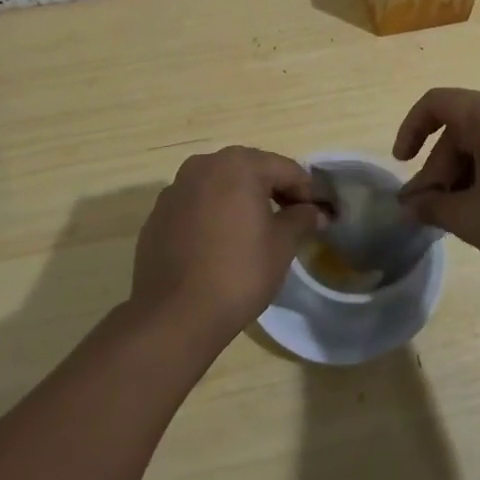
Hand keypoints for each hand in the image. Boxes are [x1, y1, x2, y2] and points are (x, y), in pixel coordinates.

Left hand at [129, 147, 320, 347]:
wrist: (174, 315)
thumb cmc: (238, 273)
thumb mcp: (281, 246)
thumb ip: (301, 219)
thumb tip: (314, 211)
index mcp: (238, 165)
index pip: (285, 169)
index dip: (307, 190)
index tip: (321, 212)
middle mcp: (204, 165)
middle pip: (250, 170)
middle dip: (274, 190)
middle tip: (293, 217)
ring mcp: (176, 188)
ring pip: (220, 185)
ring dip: (241, 200)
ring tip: (258, 229)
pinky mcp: (158, 214)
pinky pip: (196, 205)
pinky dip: (214, 214)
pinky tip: (222, 242)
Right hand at [393, 89, 479, 293]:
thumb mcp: (473, 219)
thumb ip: (433, 205)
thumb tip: (409, 205)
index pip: (437, 103)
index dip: (411, 129)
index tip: (403, 164)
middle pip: (463, 126)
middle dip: (440, 165)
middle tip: (431, 208)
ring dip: (466, 171)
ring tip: (460, 214)